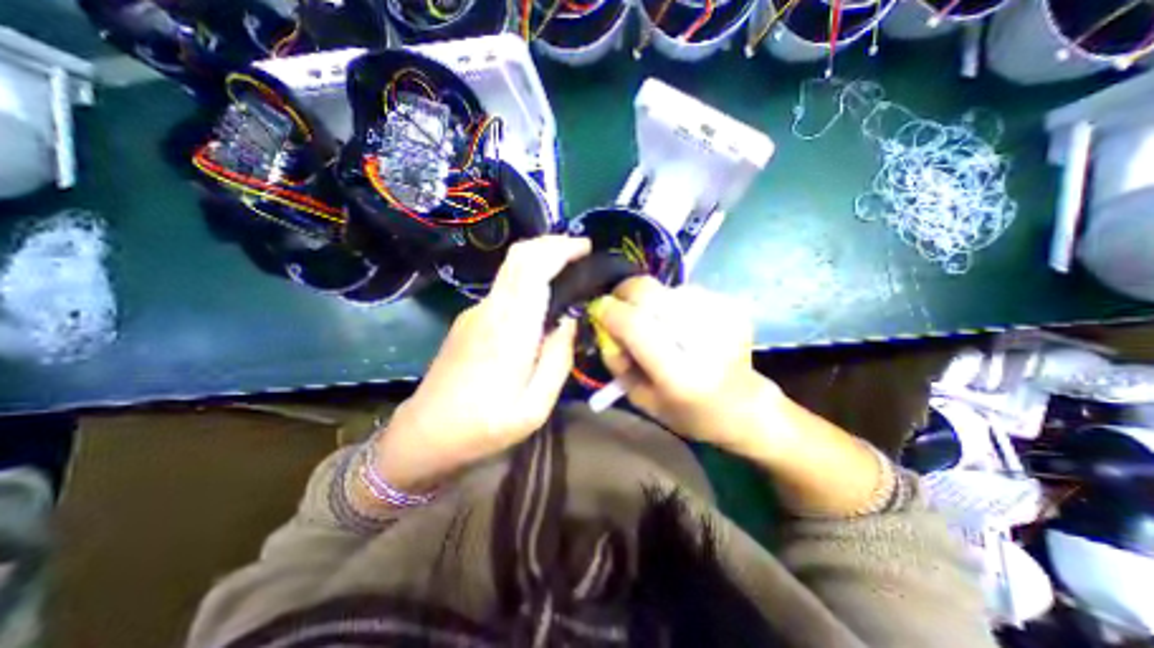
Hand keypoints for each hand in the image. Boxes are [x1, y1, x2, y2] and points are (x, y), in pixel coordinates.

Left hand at [371, 235, 585, 490]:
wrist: (425, 434)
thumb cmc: (484, 426)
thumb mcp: (535, 407)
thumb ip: (558, 360)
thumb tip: (568, 322)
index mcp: (510, 329)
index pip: (533, 268)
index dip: (560, 249)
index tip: (585, 248)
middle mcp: (490, 309)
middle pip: (519, 256)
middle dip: (551, 243)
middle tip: (579, 251)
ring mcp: (475, 312)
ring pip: (511, 269)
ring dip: (540, 260)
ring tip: (567, 272)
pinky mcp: (469, 320)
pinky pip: (505, 289)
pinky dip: (528, 279)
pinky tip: (541, 300)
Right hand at [588, 277, 783, 452]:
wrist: (744, 406)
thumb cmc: (688, 412)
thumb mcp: (641, 398)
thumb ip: (617, 361)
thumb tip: (603, 321)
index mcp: (680, 376)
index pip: (635, 325)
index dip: (610, 311)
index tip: (599, 309)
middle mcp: (703, 342)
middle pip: (649, 292)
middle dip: (625, 293)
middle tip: (619, 305)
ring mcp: (722, 318)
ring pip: (665, 288)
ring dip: (651, 301)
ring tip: (656, 322)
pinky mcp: (732, 307)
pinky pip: (685, 291)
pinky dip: (672, 302)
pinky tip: (679, 322)